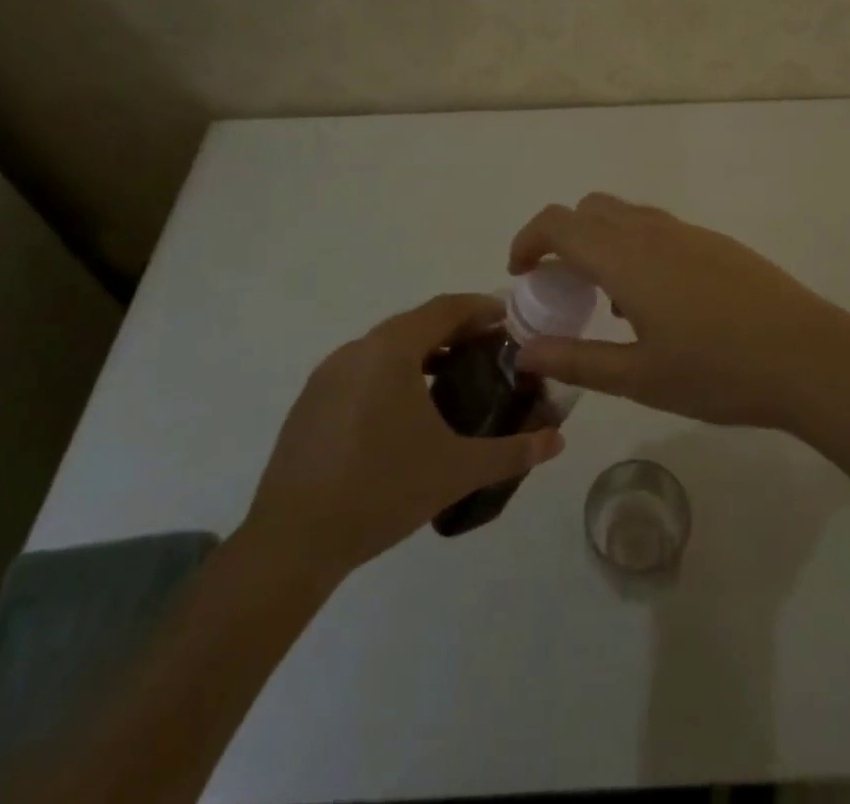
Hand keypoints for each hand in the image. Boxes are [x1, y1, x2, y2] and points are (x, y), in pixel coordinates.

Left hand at [240, 294, 564, 578]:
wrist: (292, 543)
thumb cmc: (381, 492)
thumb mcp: (456, 471)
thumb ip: (512, 451)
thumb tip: (558, 440)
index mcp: (391, 350)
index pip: (446, 308)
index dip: (481, 308)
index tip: (510, 319)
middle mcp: (357, 349)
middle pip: (416, 323)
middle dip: (456, 330)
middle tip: (490, 351)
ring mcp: (327, 374)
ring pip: (386, 346)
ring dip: (423, 352)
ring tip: (454, 379)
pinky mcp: (310, 402)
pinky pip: (362, 369)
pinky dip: (392, 373)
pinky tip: (405, 413)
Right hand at [508, 194, 849, 429]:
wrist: (809, 356)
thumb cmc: (718, 371)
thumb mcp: (638, 376)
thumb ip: (576, 360)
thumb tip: (524, 352)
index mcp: (626, 257)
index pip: (559, 223)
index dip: (528, 240)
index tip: (520, 275)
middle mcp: (653, 231)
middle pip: (590, 208)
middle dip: (563, 238)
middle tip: (562, 288)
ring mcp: (689, 233)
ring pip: (627, 215)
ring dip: (602, 242)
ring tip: (610, 303)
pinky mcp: (717, 243)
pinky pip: (659, 229)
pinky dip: (636, 248)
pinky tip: (659, 305)